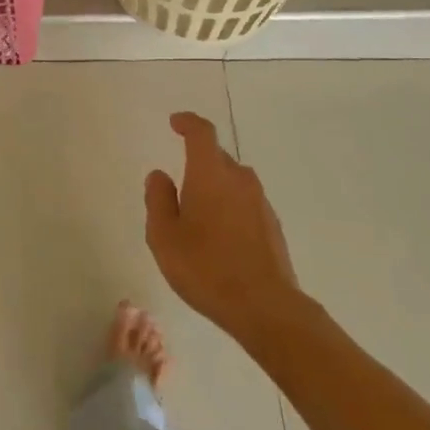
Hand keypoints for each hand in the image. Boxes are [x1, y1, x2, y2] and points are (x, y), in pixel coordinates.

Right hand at [145, 112, 302, 340]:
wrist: (266, 307)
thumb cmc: (206, 268)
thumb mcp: (164, 236)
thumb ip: (157, 199)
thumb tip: (160, 176)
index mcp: (210, 173)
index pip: (201, 133)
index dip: (188, 123)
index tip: (175, 123)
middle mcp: (239, 179)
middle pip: (217, 156)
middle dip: (198, 160)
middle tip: (179, 184)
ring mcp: (260, 202)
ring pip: (233, 180)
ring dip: (215, 186)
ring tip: (198, 214)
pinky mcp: (272, 225)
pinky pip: (245, 203)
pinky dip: (230, 207)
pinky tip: (220, 236)